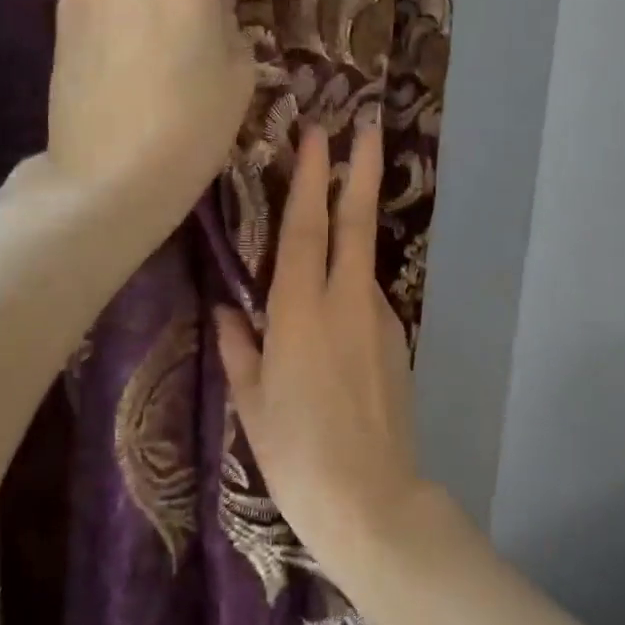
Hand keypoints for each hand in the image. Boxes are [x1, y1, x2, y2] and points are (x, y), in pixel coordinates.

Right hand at [215, 118, 438, 576]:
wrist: (371, 499)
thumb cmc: (296, 454)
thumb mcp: (252, 402)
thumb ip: (239, 348)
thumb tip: (226, 312)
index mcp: (300, 313)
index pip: (305, 229)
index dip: (311, 177)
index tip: (319, 134)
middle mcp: (346, 304)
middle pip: (355, 223)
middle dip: (361, 169)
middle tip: (367, 124)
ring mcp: (379, 321)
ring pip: (364, 260)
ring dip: (354, 226)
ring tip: (337, 214)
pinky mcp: (397, 344)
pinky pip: (368, 300)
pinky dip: (352, 285)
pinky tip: (335, 313)